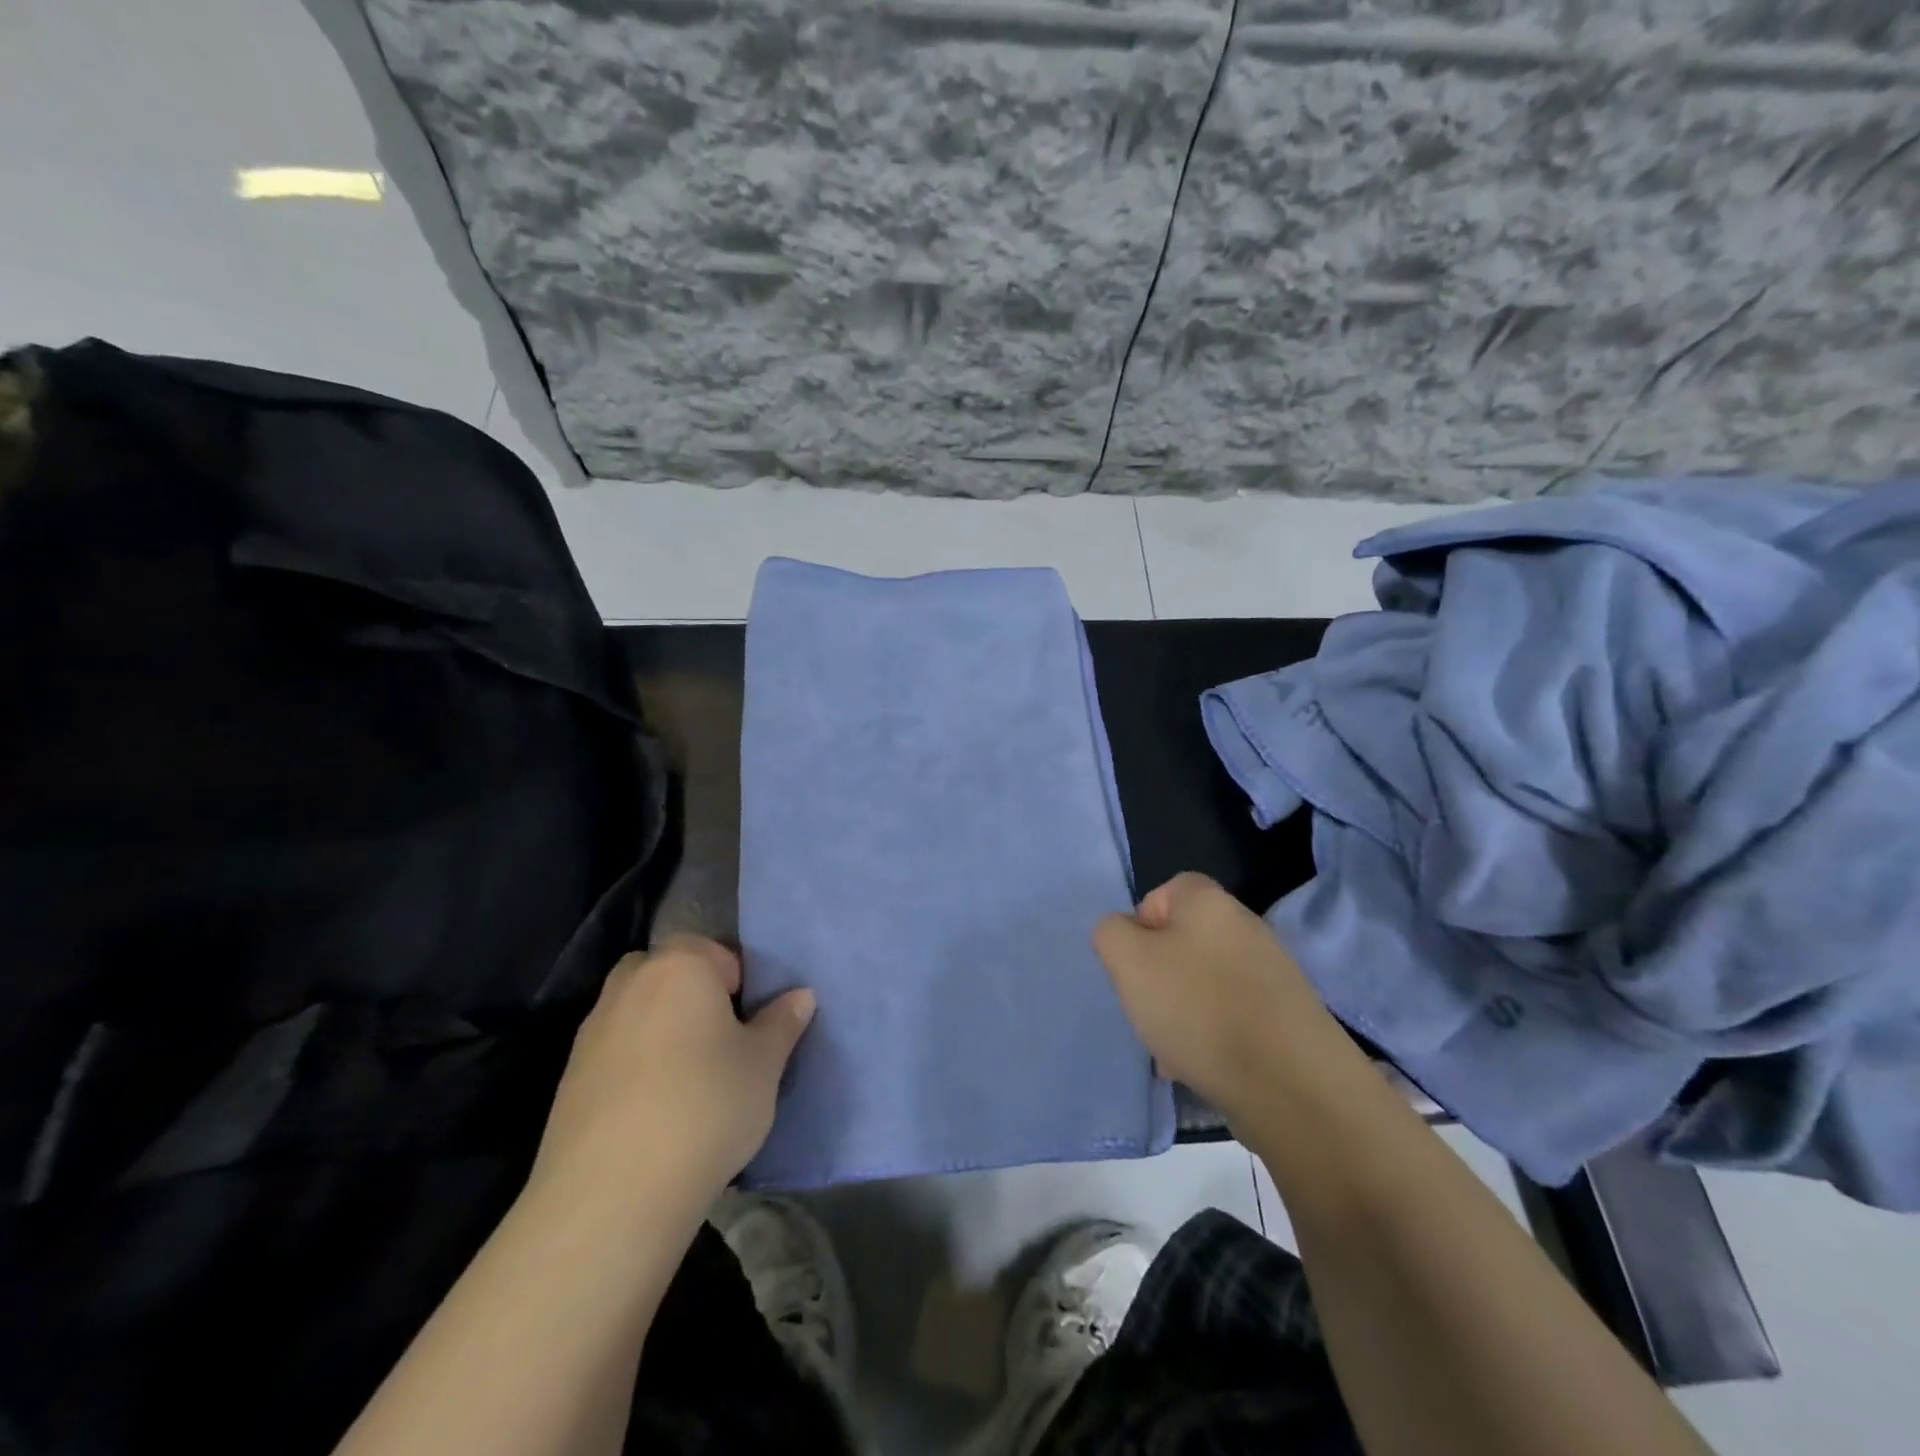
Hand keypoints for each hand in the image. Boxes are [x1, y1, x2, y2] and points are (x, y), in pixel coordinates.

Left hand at [527, 935, 814, 1223]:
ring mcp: (592, 1031)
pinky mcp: (569, 1078)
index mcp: (681, 967)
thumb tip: (801, 996)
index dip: (738, 982)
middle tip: (720, 1042)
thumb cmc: (706, 1107)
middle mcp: (630, 985)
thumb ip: (782, 1023)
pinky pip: (614, 1053)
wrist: (613, 1195)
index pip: (714, 951)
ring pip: (638, 1012)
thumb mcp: (764, 1065)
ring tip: (688, 1082)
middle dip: (692, 996)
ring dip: (661, 1031)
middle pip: (668, 972)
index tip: (750, 1023)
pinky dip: (634, 1067)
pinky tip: (653, 1112)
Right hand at [1094, 873, 1341, 1123]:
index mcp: (1209, 901)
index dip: (1140, 927)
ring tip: (1172, 1052)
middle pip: (1182, 941)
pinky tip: (1202, 1067)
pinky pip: (1233, 1014)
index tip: (1134, 967)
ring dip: (1181, 1012)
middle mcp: (1245, 925)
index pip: (1162, 893)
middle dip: (1158, 977)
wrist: (1290, 1084)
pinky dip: (1212, 1035)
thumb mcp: (1128, 962)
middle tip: (1148, 1010)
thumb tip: (1124, 933)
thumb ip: (1111, 933)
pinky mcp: (1286, 1015)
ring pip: (1204, 982)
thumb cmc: (1197, 1008)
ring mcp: (1271, 971)